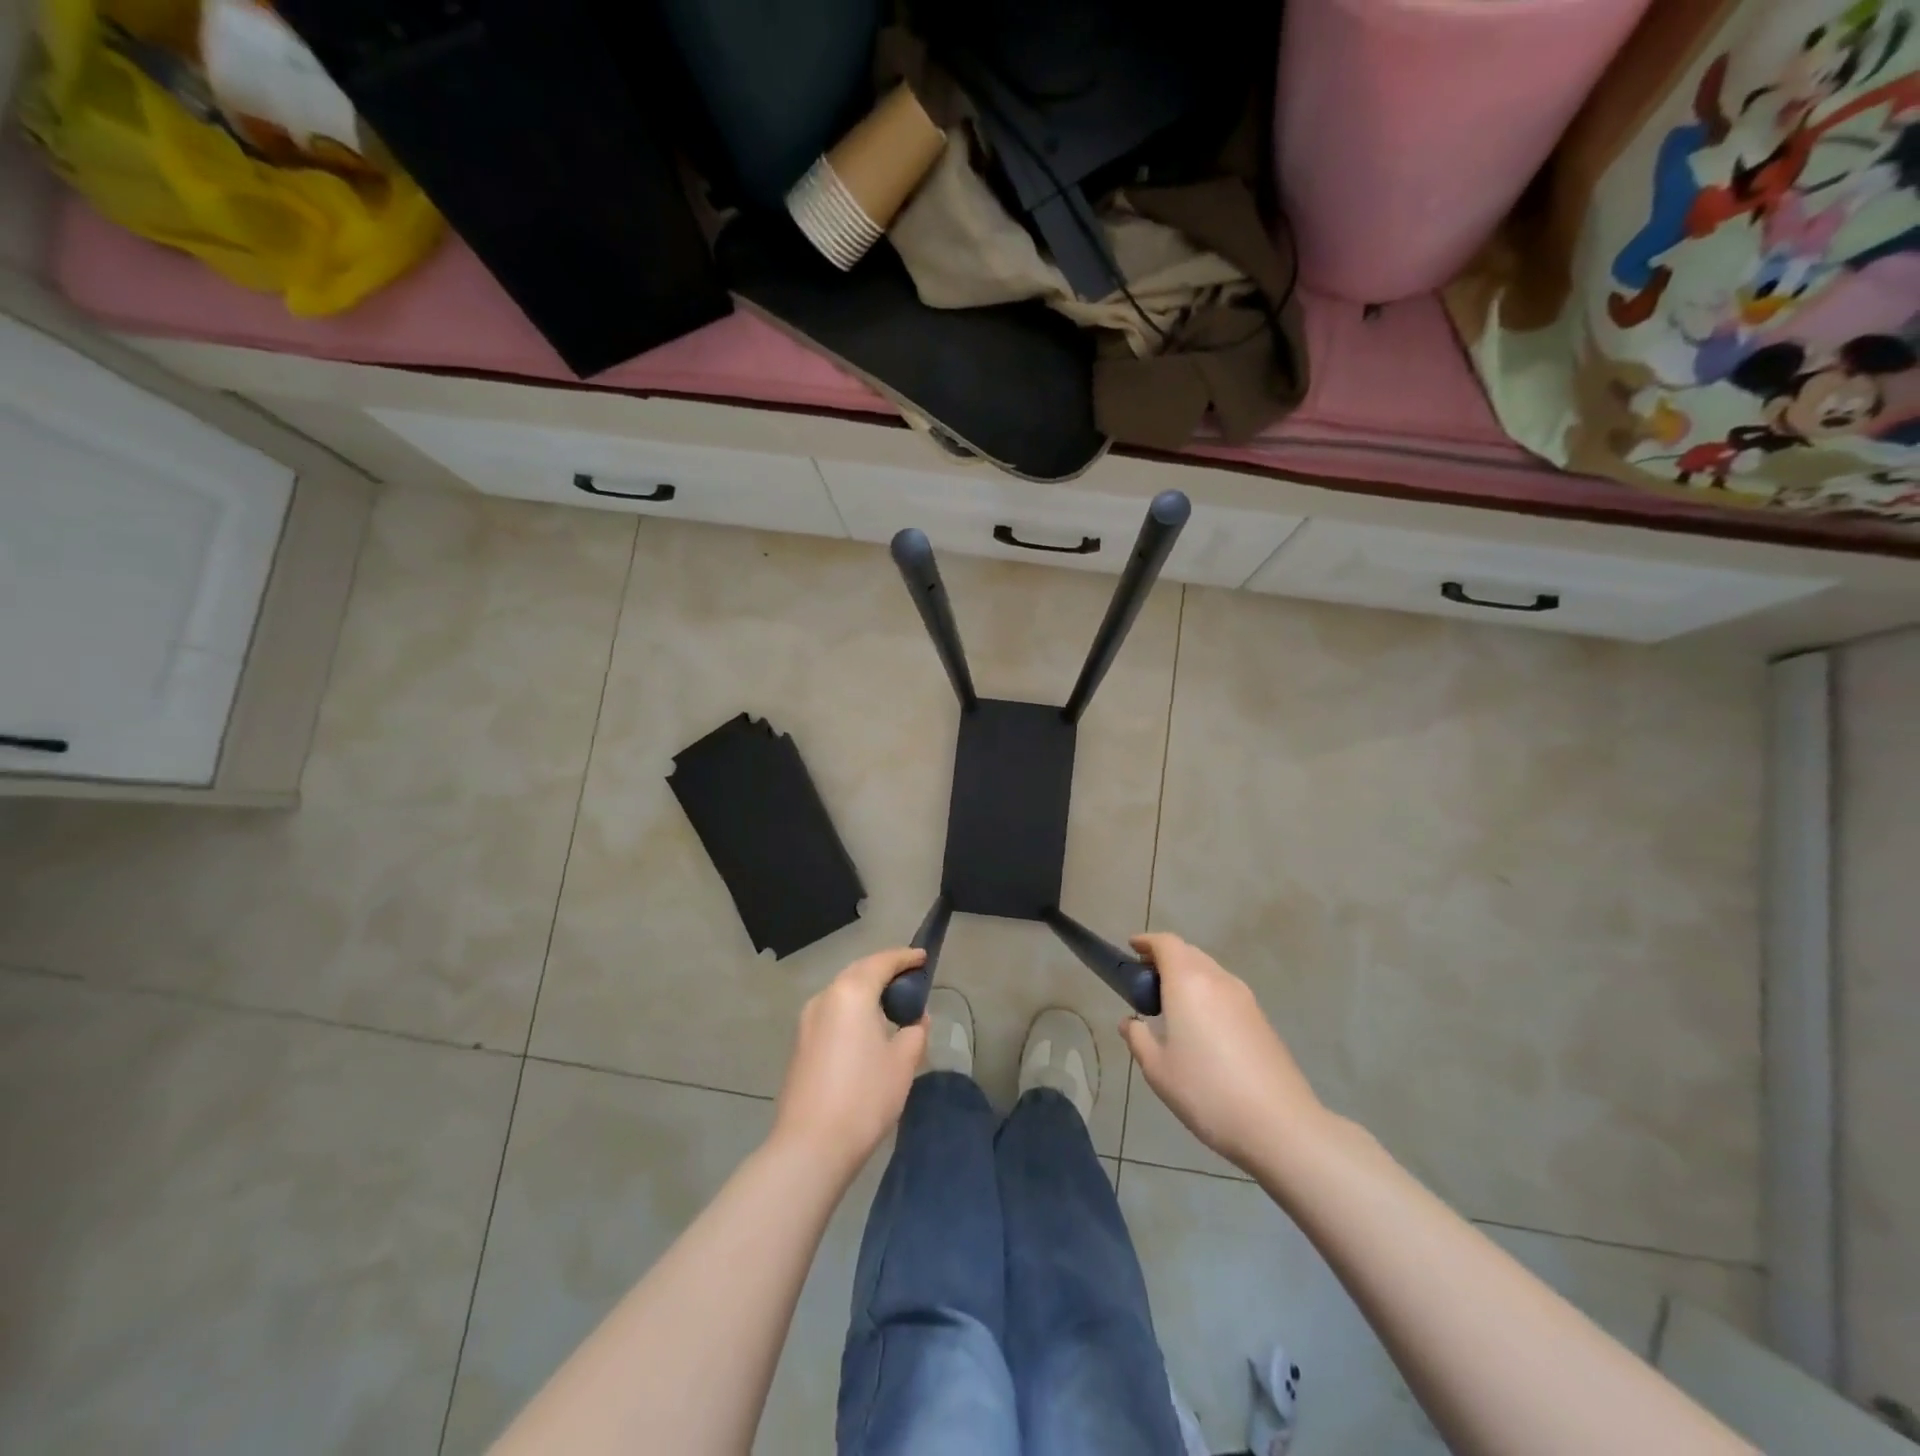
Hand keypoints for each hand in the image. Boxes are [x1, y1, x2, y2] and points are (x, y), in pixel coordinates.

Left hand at [772, 948, 928, 1176]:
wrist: (810, 1145)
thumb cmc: (864, 1096)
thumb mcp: (902, 1062)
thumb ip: (915, 1032)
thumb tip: (916, 1020)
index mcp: (851, 992)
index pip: (882, 962)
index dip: (905, 958)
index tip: (923, 958)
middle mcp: (825, 997)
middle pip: (858, 972)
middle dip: (884, 970)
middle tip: (910, 977)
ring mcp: (807, 1020)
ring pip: (842, 992)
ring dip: (866, 990)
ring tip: (891, 1002)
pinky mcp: (800, 1043)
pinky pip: (832, 1012)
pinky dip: (852, 1009)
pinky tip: (867, 1028)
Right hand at [1121, 933, 1323, 1173]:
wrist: (1279, 1125)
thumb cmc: (1207, 1092)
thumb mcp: (1158, 1070)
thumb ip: (1138, 1038)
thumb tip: (1130, 1022)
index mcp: (1188, 983)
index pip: (1166, 943)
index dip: (1147, 941)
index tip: (1132, 948)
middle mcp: (1218, 980)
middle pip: (1189, 953)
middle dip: (1166, 958)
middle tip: (1146, 979)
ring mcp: (1245, 999)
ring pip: (1210, 971)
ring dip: (1188, 976)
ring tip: (1172, 1003)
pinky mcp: (1262, 1019)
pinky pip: (1226, 992)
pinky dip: (1207, 994)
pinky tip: (1201, 1026)